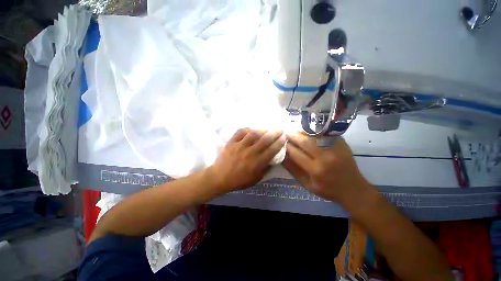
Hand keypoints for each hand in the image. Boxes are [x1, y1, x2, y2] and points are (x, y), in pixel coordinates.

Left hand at [207, 128, 285, 192]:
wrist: (220, 177)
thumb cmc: (239, 180)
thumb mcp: (255, 179)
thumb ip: (265, 169)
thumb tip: (273, 159)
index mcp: (257, 163)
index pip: (271, 151)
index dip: (279, 143)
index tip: (284, 138)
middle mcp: (250, 152)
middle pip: (264, 140)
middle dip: (274, 133)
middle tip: (280, 129)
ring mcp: (240, 146)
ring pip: (253, 134)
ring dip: (262, 130)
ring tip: (267, 129)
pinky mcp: (232, 142)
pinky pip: (240, 132)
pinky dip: (247, 129)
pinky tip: (251, 130)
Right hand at [283, 133, 371, 207]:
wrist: (353, 189)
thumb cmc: (328, 189)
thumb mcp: (307, 185)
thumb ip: (293, 171)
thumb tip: (282, 157)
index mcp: (315, 170)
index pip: (295, 153)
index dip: (286, 146)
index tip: (281, 142)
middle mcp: (325, 157)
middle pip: (305, 142)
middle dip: (292, 136)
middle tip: (286, 132)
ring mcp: (335, 148)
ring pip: (314, 135)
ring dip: (302, 131)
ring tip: (295, 130)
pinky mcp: (341, 143)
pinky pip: (324, 134)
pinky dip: (314, 131)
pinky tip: (308, 131)